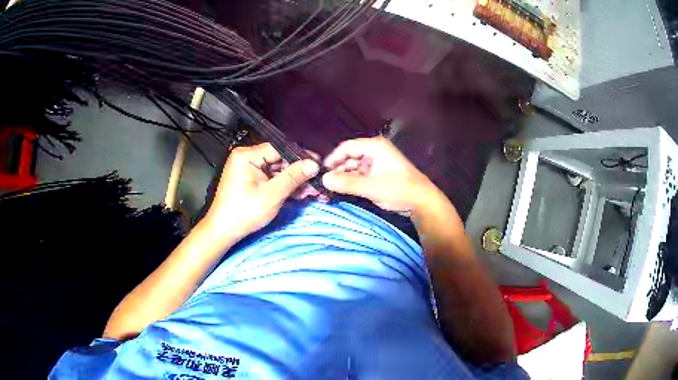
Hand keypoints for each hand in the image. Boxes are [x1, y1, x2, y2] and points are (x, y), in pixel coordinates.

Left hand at [204, 143, 319, 241]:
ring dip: (292, 180)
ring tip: (311, 190)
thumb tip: (314, 163)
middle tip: (316, 180)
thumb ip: (293, 177)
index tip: (319, 163)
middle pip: (279, 159)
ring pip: (276, 169)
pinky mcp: (250, 179)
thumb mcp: (271, 195)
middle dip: (298, 171)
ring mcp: (247, 168)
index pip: (279, 148)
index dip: (301, 156)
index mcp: (247, 155)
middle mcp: (246, 157)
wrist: (222, 231)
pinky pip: (270, 177)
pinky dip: (283, 185)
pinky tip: (298, 192)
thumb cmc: (244, 212)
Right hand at [322, 136, 438, 212]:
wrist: (422, 201)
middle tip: (325, 184)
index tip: (320, 172)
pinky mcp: (381, 174)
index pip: (347, 147)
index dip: (332, 159)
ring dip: (345, 178)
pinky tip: (345, 191)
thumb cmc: (397, 189)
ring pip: (355, 167)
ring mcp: (379, 163)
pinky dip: (354, 182)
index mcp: (374, 147)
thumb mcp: (370, 186)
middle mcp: (375, 151)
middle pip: (350, 157)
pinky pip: (362, 175)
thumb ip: (346, 183)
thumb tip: (323, 180)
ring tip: (333, 190)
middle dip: (338, 170)